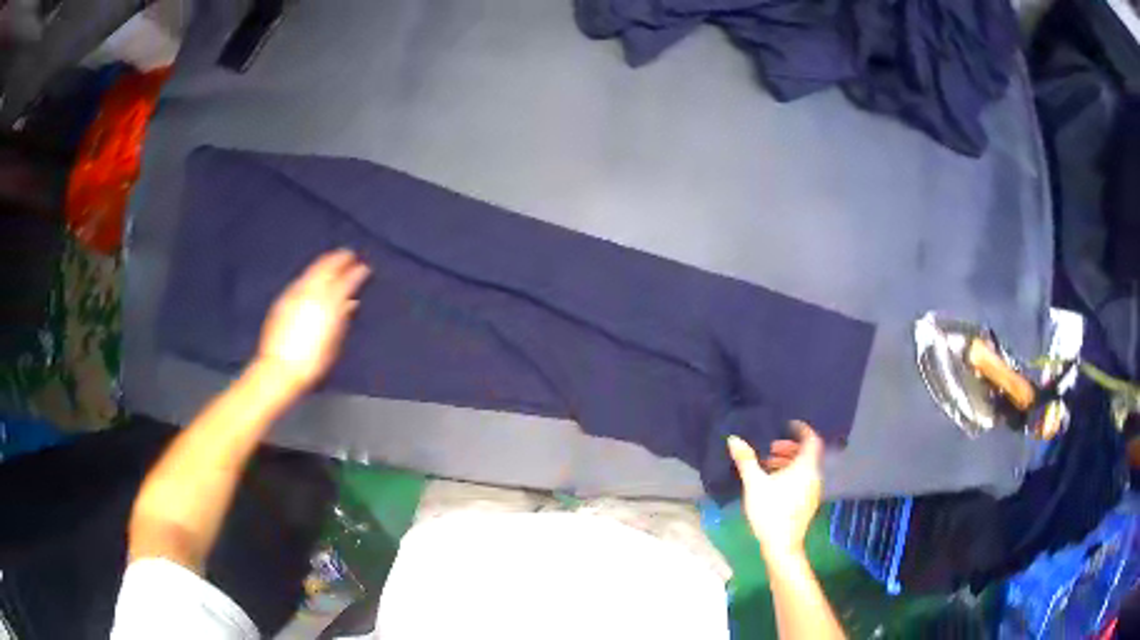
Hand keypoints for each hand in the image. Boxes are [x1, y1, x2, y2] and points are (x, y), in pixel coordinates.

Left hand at [256, 249, 370, 390]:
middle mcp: (311, 291)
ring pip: (312, 270)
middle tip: (349, 255)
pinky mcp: (282, 300)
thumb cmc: (313, 362)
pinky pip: (300, 280)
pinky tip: (312, 280)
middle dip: (340, 259)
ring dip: (324, 264)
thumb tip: (351, 302)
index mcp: (329, 301)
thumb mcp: (335, 342)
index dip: (358, 272)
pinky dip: (310, 275)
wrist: (280, 370)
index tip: (365, 267)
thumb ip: (344, 317)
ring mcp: (294, 293)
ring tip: (332, 263)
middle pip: (327, 267)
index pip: (347, 279)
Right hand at [728, 420, 823, 561]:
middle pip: (807, 454)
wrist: (782, 545)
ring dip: (788, 462)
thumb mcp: (755, 483)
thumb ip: (746, 460)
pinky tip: (773, 485)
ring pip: (805, 468)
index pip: (811, 439)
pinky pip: (804, 480)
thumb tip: (734, 439)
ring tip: (767, 466)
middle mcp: (814, 476)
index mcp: (806, 466)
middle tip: (769, 449)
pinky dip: (792, 474)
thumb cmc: (770, 510)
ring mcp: (813, 491)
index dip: (802, 429)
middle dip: (789, 448)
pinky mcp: (808, 503)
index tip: (787, 425)